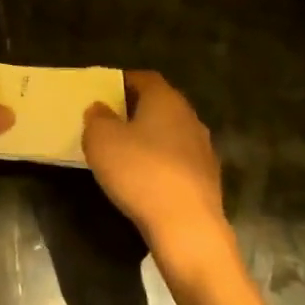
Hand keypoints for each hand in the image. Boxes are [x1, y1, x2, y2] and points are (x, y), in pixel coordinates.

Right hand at [83, 72, 237, 279]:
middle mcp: (190, 117)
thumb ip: (97, 118)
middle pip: (160, 105)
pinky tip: (145, 180)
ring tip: (125, 154)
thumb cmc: (140, 172)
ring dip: (150, 139)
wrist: (187, 226)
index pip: (144, 78)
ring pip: (170, 133)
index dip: (122, 82)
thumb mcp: (101, 140)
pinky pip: (178, 161)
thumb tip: (101, 109)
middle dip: (135, 111)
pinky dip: (161, 164)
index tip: (103, 93)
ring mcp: (203, 149)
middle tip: (109, 122)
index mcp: (166, 99)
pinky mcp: (208, 179)